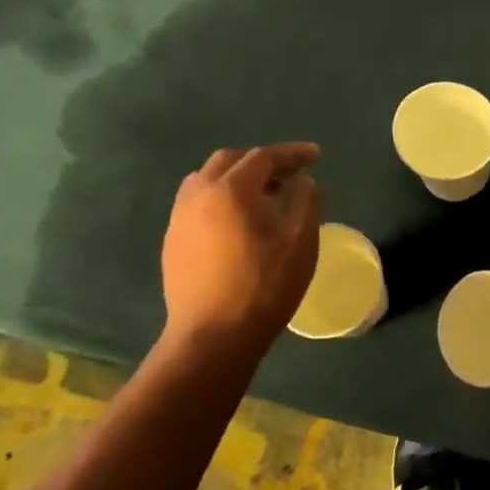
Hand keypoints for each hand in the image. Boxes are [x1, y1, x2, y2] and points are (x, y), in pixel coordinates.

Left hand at [161, 143, 323, 359]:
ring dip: (238, 178)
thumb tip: (304, 181)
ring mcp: (180, 219)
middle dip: (263, 162)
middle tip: (291, 175)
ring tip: (264, 197)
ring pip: (207, 180)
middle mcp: (198, 195)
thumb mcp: (301, 242)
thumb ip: (307, 201)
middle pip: (231, 161)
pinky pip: (197, 203)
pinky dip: (222, 199)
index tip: (317, 156)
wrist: (214, 335)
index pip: (264, 157)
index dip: (293, 153)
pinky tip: (240, 222)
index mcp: (231, 190)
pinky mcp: (173, 241)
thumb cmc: (265, 285)